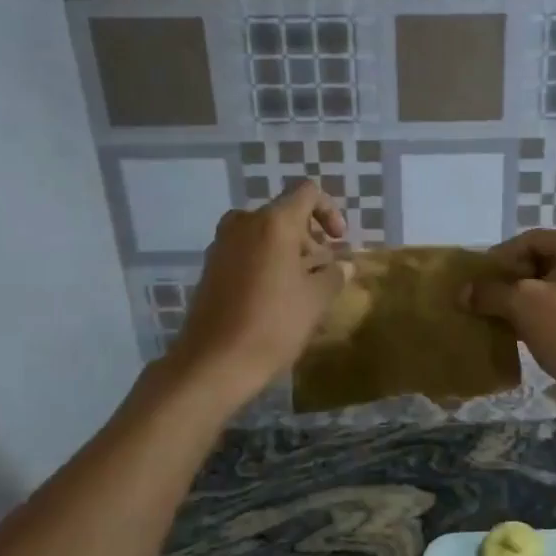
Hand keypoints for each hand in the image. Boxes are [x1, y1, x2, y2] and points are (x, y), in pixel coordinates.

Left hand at [165, 181, 349, 407]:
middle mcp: (244, 223)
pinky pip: (246, 251)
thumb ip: (334, 275)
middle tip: (322, 270)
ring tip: (301, 286)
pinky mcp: (210, 266)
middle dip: (309, 237)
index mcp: (274, 223)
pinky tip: (274, 296)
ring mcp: (222, 244)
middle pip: (284, 214)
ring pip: (264, 233)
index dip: (329, 211)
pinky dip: (265, 262)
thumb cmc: (273, 325)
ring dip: (287, 251)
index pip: (307, 193)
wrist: (213, 362)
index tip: (338, 241)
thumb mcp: (315, 300)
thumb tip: (345, 265)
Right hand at [460, 229, 555, 390]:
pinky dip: (540, 317)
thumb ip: (490, 293)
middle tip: (485, 299)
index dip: (500, 258)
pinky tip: (520, 334)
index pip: (531, 240)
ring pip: (552, 289)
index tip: (477, 280)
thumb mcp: (522, 304)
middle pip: (542, 262)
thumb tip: (463, 293)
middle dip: (510, 281)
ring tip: (497, 318)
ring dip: (523, 301)